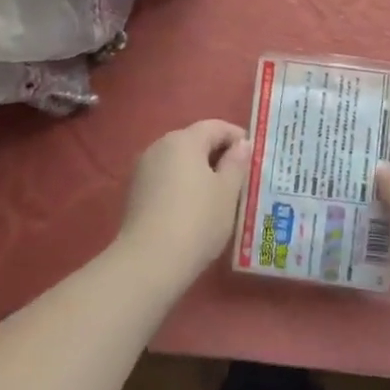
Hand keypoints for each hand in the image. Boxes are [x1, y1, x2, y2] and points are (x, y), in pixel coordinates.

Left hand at [116, 120, 250, 288]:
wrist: (149, 262)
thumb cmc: (197, 221)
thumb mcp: (227, 192)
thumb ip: (236, 163)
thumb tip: (241, 144)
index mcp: (184, 140)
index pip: (216, 126)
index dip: (237, 137)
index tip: (254, 156)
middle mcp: (160, 146)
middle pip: (195, 141)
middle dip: (218, 155)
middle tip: (240, 177)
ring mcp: (143, 169)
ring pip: (179, 161)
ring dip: (200, 171)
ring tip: (220, 195)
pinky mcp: (135, 193)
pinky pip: (166, 179)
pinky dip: (183, 185)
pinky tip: (194, 208)